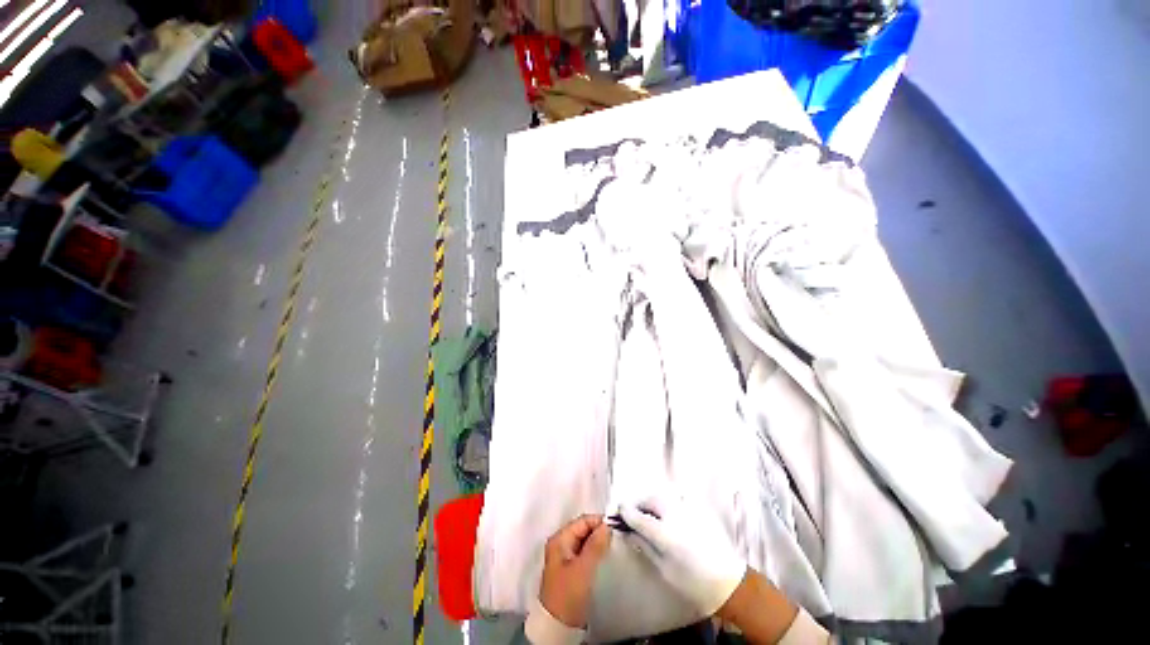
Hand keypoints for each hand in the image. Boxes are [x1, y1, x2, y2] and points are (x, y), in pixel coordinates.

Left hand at [539, 514, 612, 627]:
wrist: (558, 627)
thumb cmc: (568, 594)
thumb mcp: (584, 568)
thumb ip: (596, 544)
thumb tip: (607, 525)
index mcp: (559, 539)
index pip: (582, 521)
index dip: (599, 522)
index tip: (616, 527)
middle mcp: (560, 544)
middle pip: (583, 529)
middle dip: (599, 531)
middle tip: (616, 537)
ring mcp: (565, 557)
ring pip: (585, 541)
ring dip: (597, 542)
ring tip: (613, 547)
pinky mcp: (570, 570)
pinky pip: (585, 553)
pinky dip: (594, 552)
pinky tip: (604, 558)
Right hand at [618, 495, 746, 616]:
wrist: (729, 581)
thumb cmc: (693, 581)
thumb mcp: (663, 568)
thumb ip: (643, 544)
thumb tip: (628, 531)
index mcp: (663, 531)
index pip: (636, 515)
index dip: (624, 512)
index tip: (617, 512)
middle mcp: (674, 513)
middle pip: (649, 500)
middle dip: (638, 505)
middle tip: (632, 515)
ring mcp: (687, 507)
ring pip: (661, 496)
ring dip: (651, 502)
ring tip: (648, 515)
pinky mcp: (697, 507)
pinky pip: (675, 498)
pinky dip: (666, 503)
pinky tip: (667, 515)